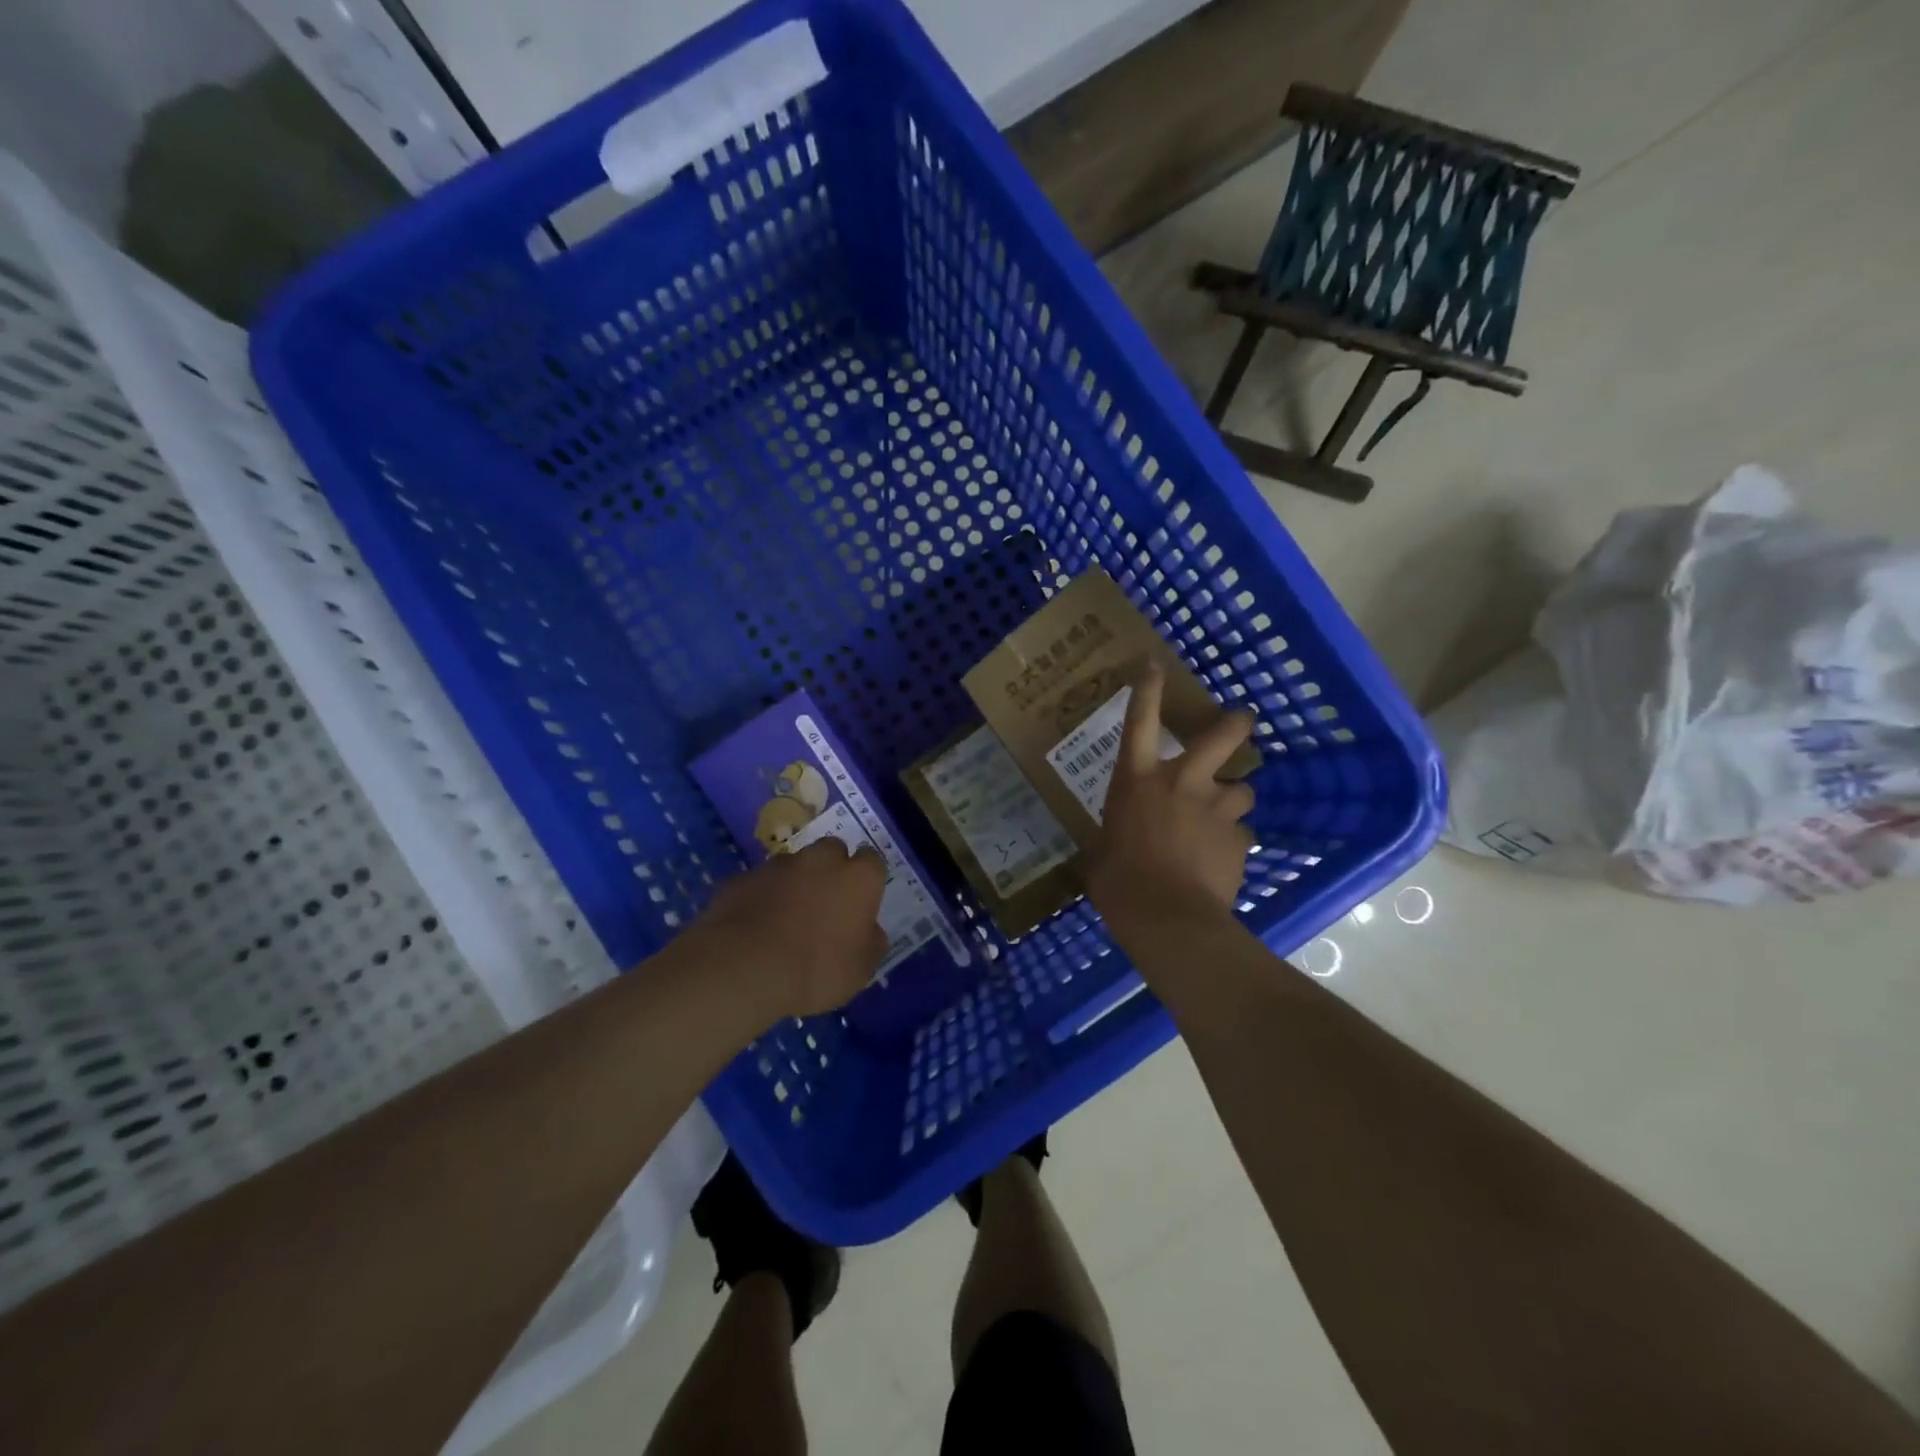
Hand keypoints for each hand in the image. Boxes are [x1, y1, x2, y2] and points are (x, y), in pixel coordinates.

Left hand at [689, 838, 889, 1020]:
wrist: (744, 970)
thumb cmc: (816, 970)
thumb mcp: (860, 970)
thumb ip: (871, 942)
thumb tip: (870, 930)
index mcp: (858, 879)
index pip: (872, 861)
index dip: (866, 879)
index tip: (861, 900)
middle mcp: (820, 860)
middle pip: (832, 850)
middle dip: (831, 869)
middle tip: (825, 903)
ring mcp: (777, 866)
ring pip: (793, 865)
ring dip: (794, 882)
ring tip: (785, 918)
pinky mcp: (741, 878)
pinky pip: (758, 884)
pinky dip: (760, 897)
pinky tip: (754, 926)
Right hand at [1083, 663, 1256, 927]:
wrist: (1169, 917)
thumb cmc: (1119, 882)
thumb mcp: (1100, 855)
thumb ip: (1110, 841)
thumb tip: (1104, 852)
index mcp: (1138, 781)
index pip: (1140, 722)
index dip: (1148, 689)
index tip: (1154, 663)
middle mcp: (1182, 782)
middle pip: (1223, 735)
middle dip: (1235, 724)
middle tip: (1241, 721)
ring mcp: (1216, 809)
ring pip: (1243, 789)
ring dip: (1233, 798)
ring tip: (1223, 816)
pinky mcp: (1239, 839)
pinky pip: (1241, 833)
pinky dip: (1232, 841)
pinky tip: (1221, 860)